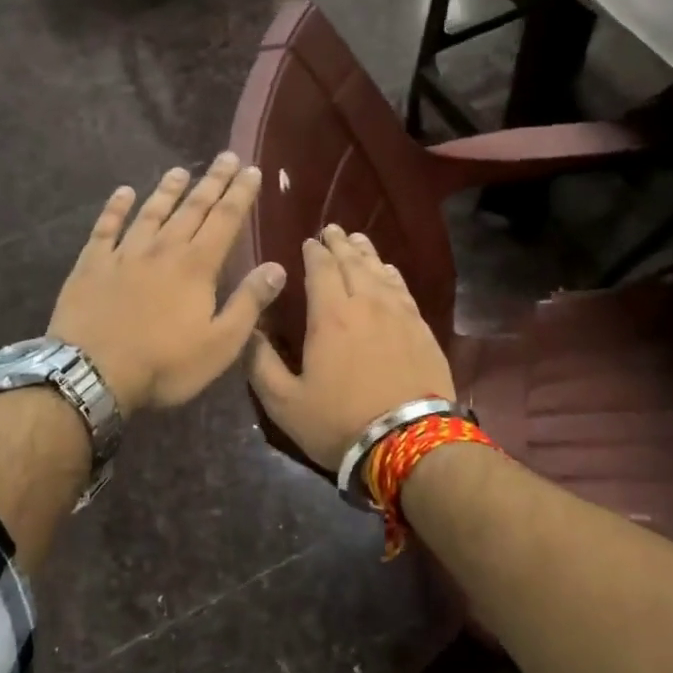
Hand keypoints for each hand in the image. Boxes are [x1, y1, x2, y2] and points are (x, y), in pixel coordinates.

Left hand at [49, 153, 285, 412]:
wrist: (90, 374)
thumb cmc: (164, 365)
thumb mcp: (220, 344)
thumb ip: (249, 303)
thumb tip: (277, 267)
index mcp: (196, 267)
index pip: (225, 220)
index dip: (240, 194)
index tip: (251, 169)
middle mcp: (162, 249)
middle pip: (192, 208)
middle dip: (212, 182)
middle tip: (226, 157)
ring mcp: (123, 254)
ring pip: (151, 212)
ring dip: (168, 190)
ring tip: (181, 170)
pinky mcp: (91, 264)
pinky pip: (105, 228)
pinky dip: (115, 208)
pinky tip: (123, 192)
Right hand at [248, 225, 454, 470]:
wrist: (409, 442)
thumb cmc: (340, 422)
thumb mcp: (284, 402)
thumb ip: (261, 364)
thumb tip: (249, 331)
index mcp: (330, 316)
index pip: (321, 269)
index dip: (313, 252)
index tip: (308, 242)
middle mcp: (366, 304)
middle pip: (353, 262)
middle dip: (340, 244)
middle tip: (332, 230)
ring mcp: (400, 315)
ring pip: (380, 272)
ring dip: (366, 254)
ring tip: (358, 241)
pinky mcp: (422, 330)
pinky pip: (403, 290)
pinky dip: (391, 275)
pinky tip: (389, 273)